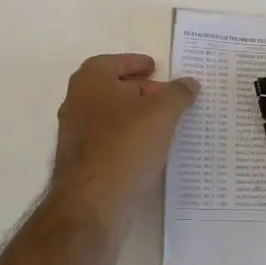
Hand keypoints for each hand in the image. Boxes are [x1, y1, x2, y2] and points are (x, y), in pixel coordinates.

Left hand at [50, 54, 198, 219]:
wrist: (92, 202)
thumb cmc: (125, 144)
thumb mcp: (161, 113)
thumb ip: (178, 94)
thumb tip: (190, 83)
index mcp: (90, 82)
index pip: (111, 62)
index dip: (134, 62)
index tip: (154, 68)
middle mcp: (76, 103)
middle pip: (110, 88)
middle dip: (139, 90)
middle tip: (166, 97)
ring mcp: (75, 135)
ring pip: (109, 116)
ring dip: (134, 116)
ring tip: (163, 123)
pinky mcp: (81, 162)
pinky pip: (108, 140)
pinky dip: (127, 138)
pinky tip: (148, 149)